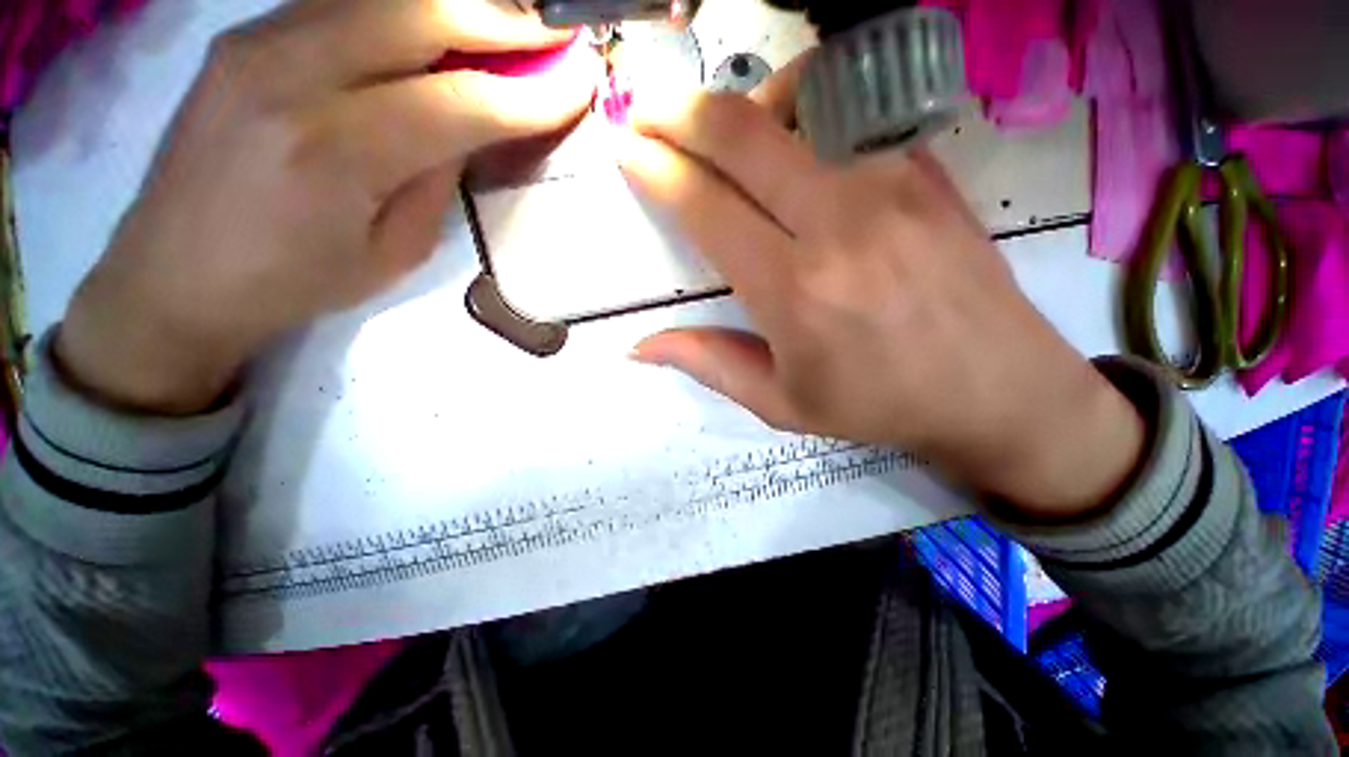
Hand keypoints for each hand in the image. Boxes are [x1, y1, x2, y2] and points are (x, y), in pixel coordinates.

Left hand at [57, 0, 596, 413]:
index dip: (531, 92)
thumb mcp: (395, 251)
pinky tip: (438, 23)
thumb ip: (437, 178)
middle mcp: (291, 75)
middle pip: (419, 16)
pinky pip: (341, 2)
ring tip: (509, 21)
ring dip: (458, 4)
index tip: (581, 81)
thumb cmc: (296, 282)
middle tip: (556, 29)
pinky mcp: (242, 37)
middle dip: (503, 21)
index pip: (461, 103)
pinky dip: (404, 7)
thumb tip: (471, 124)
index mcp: (337, 152)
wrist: (175, 276)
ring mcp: (256, 43)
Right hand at [620, 74, 1144, 516]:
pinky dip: (800, 110)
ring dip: (740, 105)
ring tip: (716, 129)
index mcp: (794, 291)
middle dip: (678, 112)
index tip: (626, 149)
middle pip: (742, 135)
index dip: (657, 170)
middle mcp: (838, 223)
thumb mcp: (780, 403)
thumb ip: (708, 364)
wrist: (996, 388)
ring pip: (795, 104)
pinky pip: (846, 116)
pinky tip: (787, 139)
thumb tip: (640, 346)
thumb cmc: (878, 404)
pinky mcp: (925, 169)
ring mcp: (889, 184)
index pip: (707, 207)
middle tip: (645, 109)